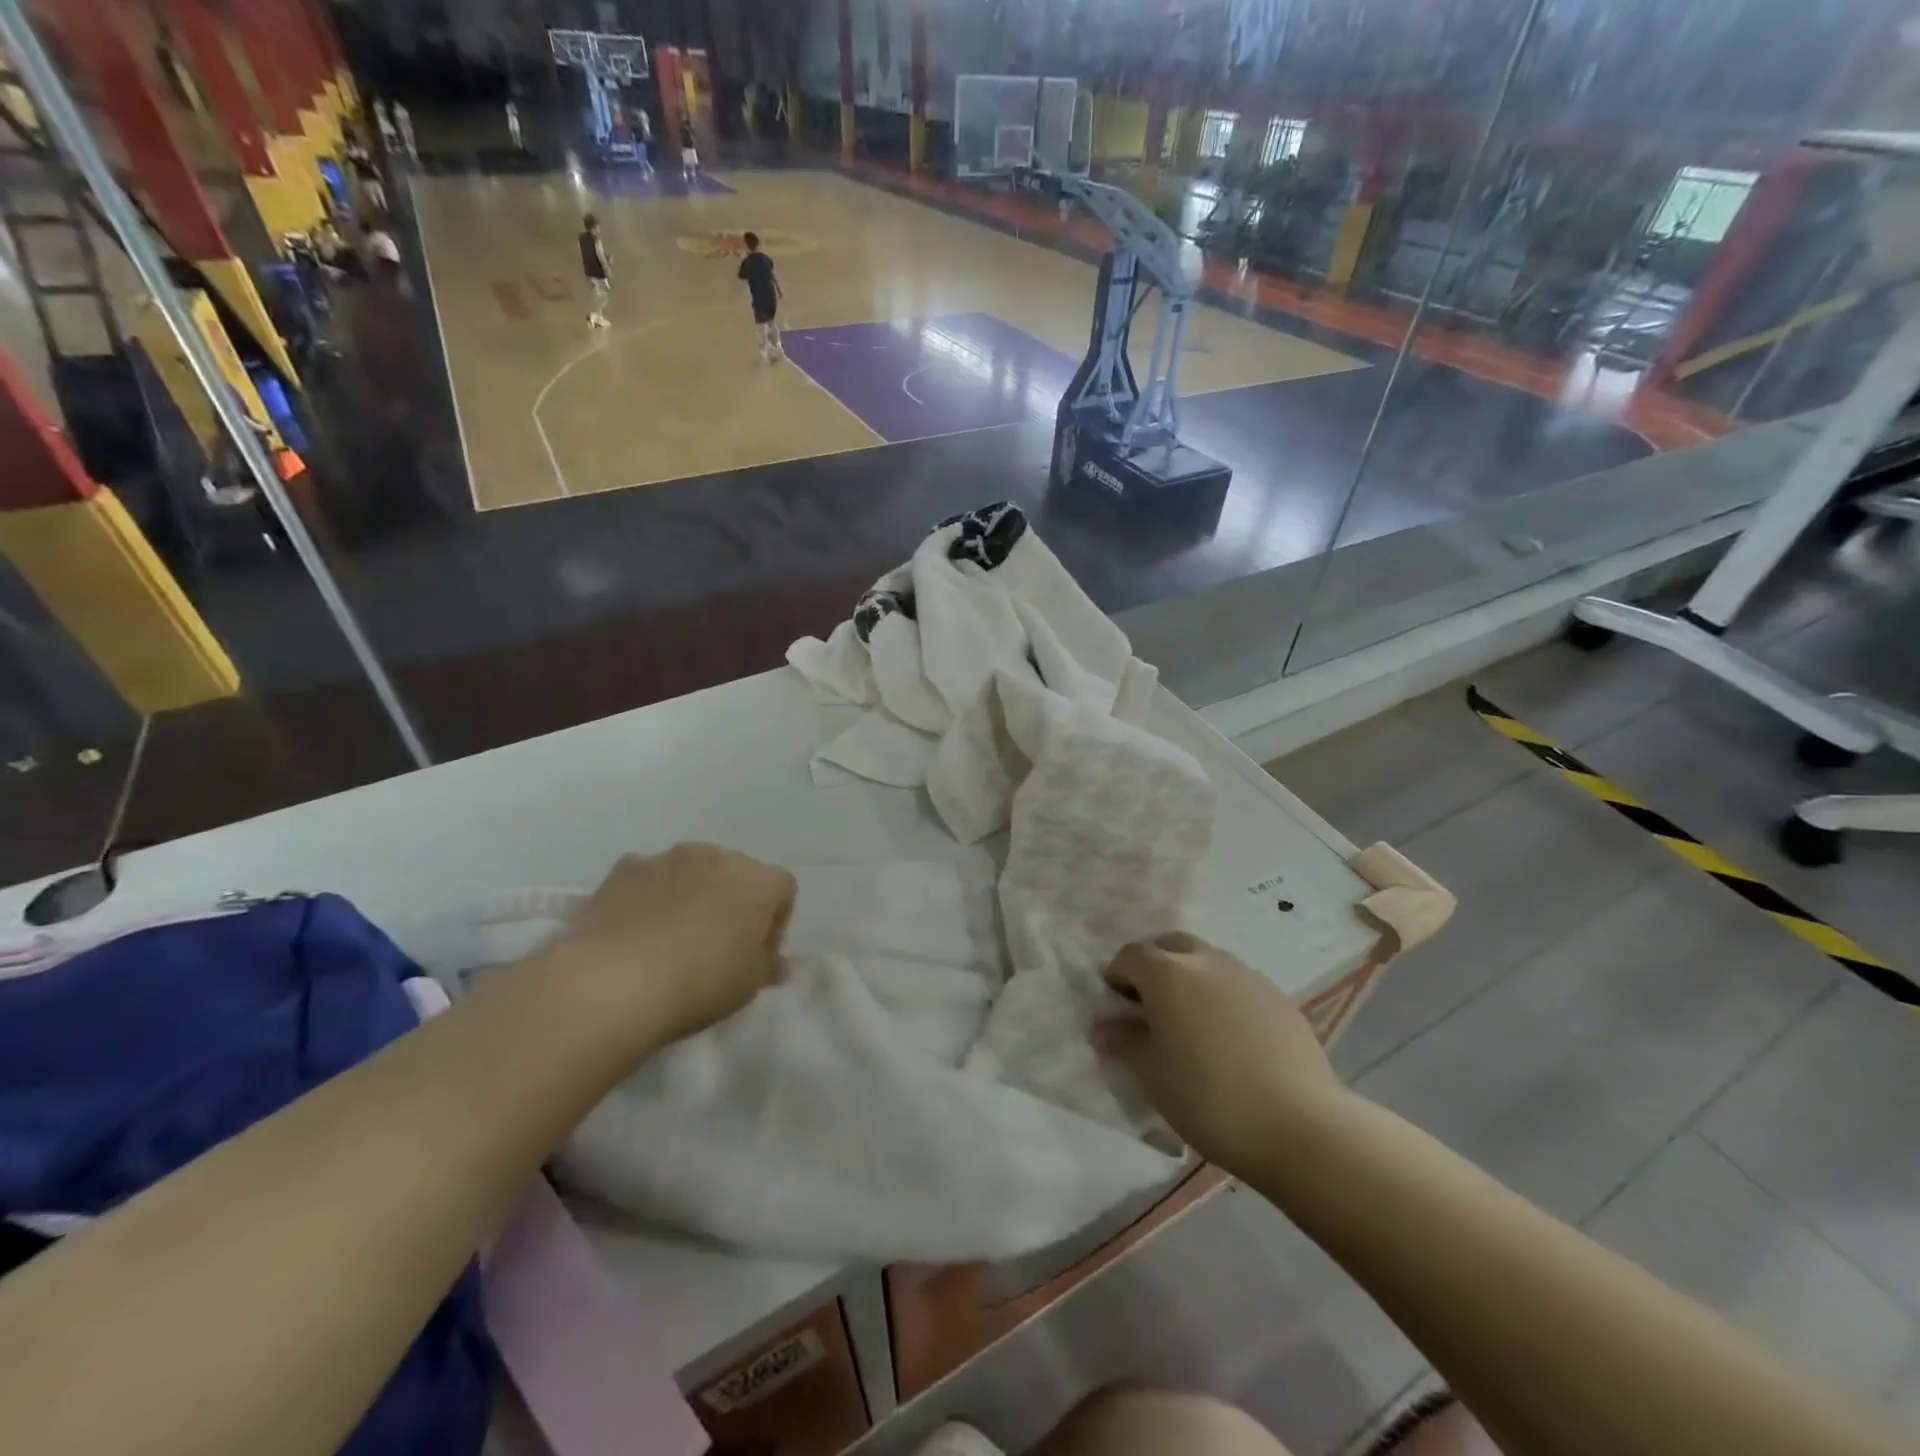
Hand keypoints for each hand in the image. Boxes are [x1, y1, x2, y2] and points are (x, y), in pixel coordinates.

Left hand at [547, 845, 796, 1050]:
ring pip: (692, 871)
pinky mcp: (627, 866)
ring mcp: (671, 857)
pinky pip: (650, 877)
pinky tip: (636, 930)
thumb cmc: (699, 983)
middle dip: (731, 902)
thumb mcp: (749, 985)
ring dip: (691, 894)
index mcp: (760, 881)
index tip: (754, 954)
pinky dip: (650, 895)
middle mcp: (720, 856)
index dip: (773, 923)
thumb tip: (776, 962)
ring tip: (670, 937)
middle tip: (715, 945)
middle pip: (737, 874)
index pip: (782, 891)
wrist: (614, 982)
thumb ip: (768, 964)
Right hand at [1094, 932, 1344, 1176]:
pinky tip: (1229, 1038)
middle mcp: (1207, 961)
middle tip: (1150, 1005)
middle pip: (1171, 945)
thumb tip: (1103, 1026)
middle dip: (1154, 965)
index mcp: (1168, 974)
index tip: (1115, 1006)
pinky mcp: (1279, 997)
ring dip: (1190, 977)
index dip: (1117, 976)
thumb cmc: (1209, 1098)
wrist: (1301, 1126)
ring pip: (1208, 961)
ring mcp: (1248, 976)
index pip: (1131, 955)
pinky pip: (1238, 983)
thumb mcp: (1152, 1075)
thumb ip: (1124, 1042)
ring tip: (1191, 1022)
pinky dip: (1222, 996)